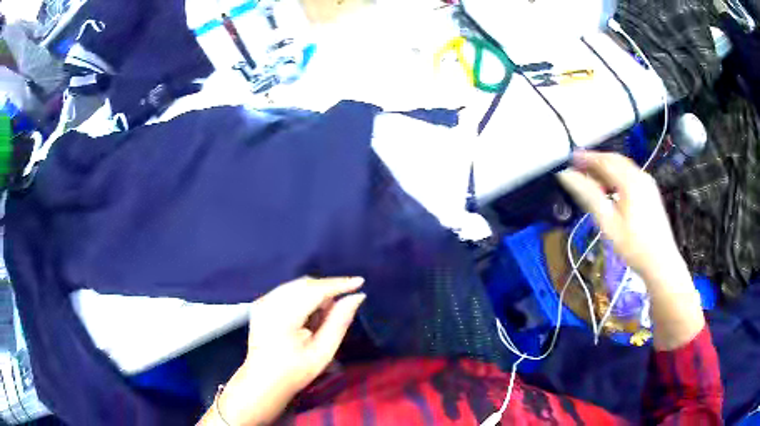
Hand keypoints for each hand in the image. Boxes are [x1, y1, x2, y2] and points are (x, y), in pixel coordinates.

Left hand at [205, 277, 365, 425]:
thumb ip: (339, 322)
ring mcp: (263, 302)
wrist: (263, 381)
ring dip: (315, 293)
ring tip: (324, 315)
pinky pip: (287, 290)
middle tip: (341, 307)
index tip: (360, 282)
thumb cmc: (295, 372)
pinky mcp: (261, 304)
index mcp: (283, 317)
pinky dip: (303, 296)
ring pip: (296, 285)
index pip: (315, 290)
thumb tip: (356, 297)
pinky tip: (308, 314)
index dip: (338, 284)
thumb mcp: (323, 352)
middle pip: (305, 284)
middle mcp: (269, 303)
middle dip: (327, 289)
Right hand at [557, 151, 682, 281]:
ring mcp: (648, 183)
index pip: (604, 161)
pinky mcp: (651, 191)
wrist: (661, 262)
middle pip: (615, 160)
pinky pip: (631, 175)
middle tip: (578, 166)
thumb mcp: (608, 223)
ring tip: (591, 177)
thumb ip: (589, 196)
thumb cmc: (633, 246)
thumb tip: (567, 175)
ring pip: (624, 167)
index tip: (570, 158)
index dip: (586, 158)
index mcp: (630, 181)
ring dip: (607, 167)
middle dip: (596, 160)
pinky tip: (611, 187)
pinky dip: (617, 175)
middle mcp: (641, 176)